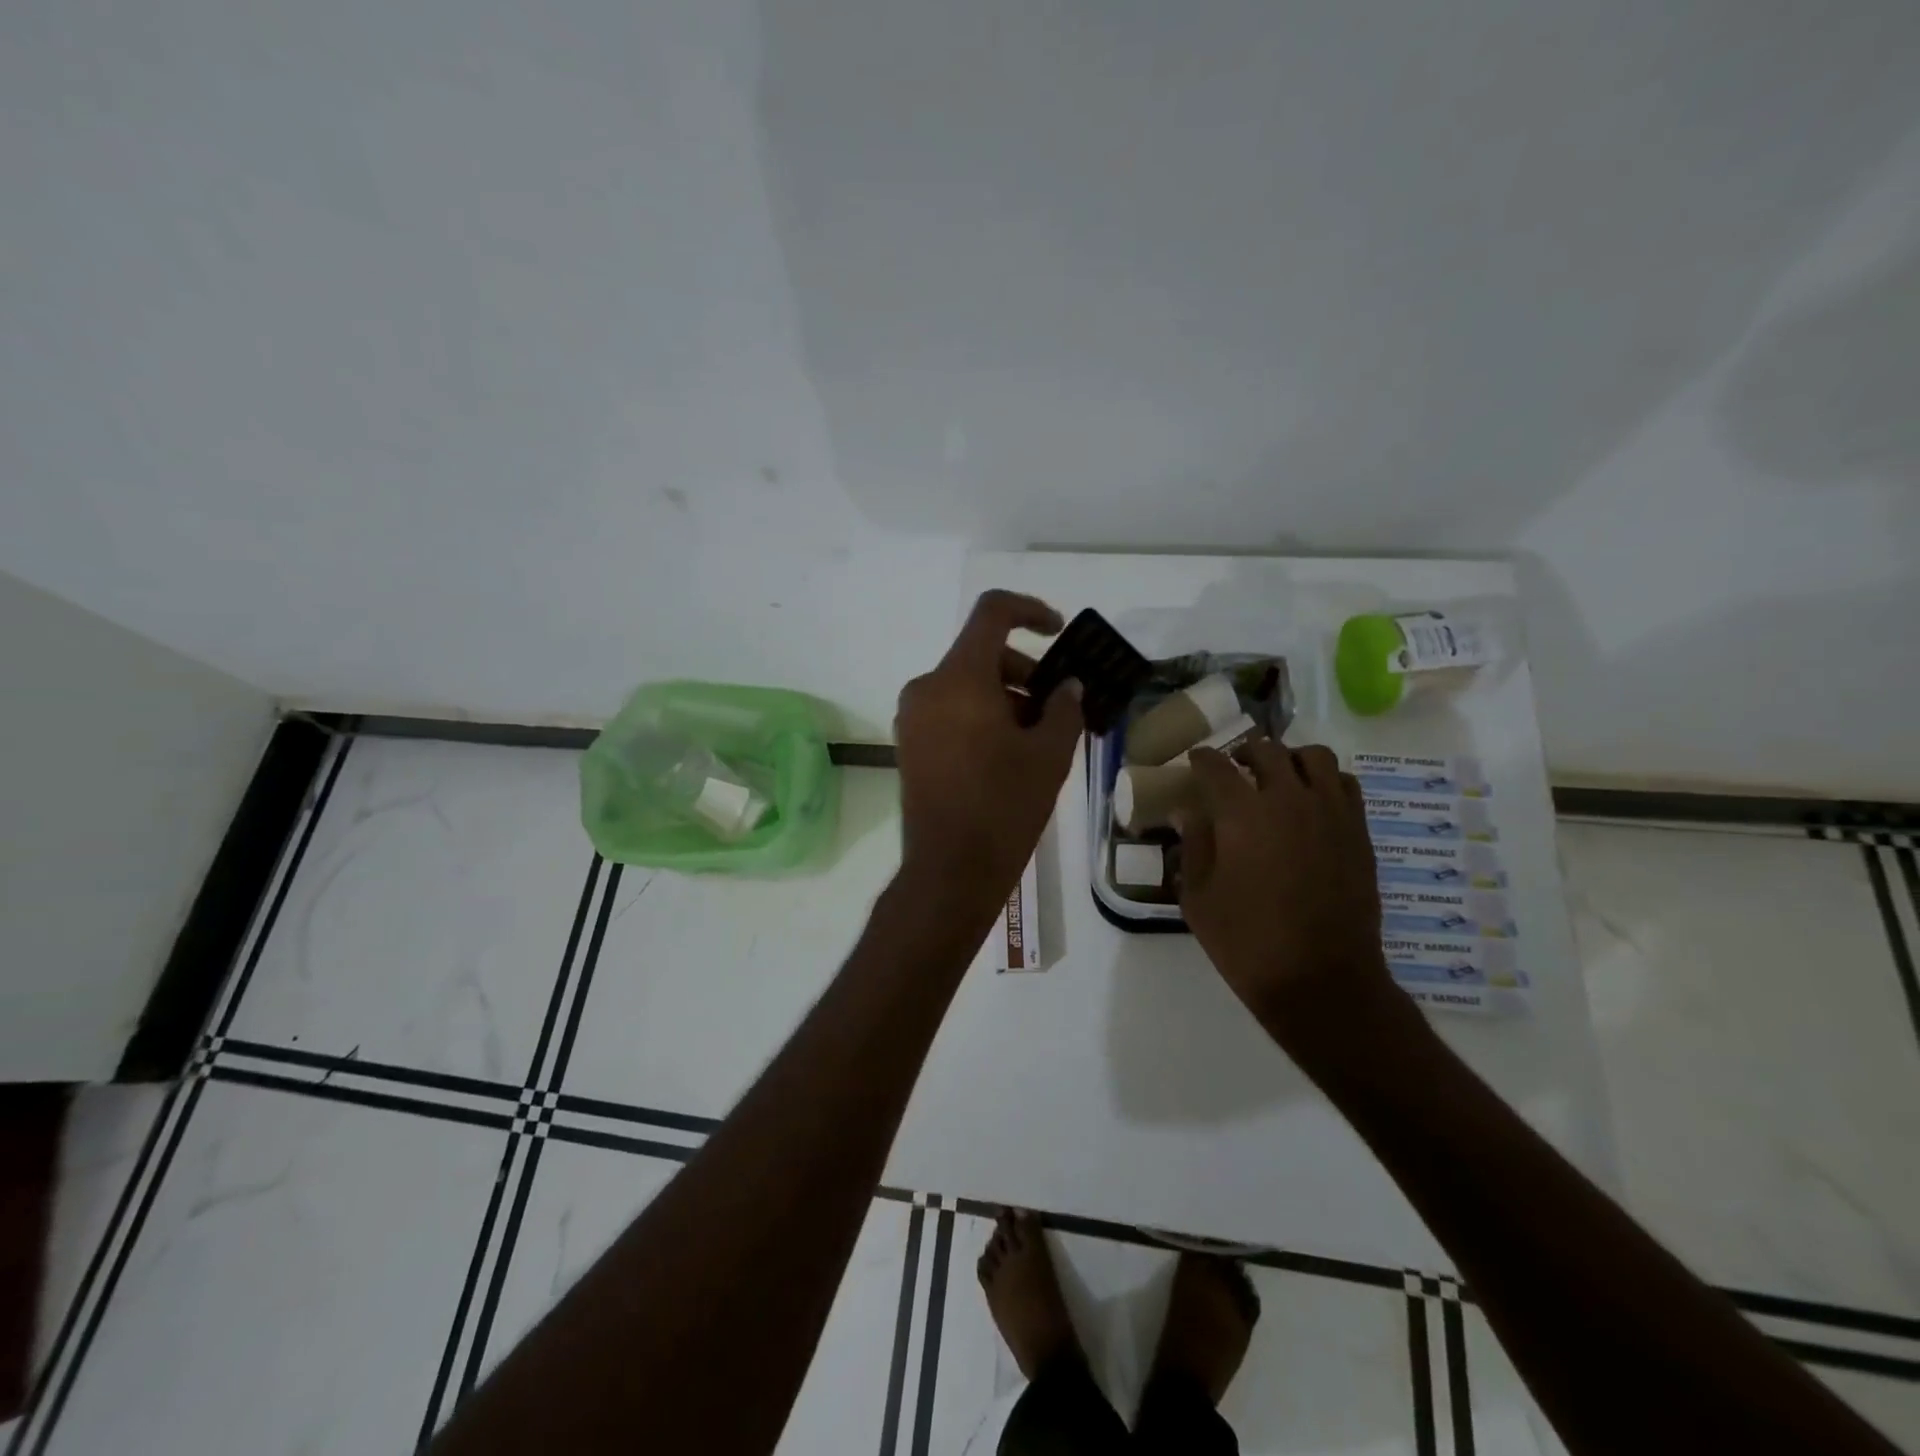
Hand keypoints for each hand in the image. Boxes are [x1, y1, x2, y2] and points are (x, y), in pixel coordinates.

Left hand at [895, 591, 1084, 907]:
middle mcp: (926, 687)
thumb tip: (1066, 686)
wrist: (950, 870)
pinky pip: (948, 710)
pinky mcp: (908, 743)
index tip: (1058, 632)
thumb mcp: (1049, 754)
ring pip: (965, 685)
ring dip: (1004, 697)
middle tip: (1057, 707)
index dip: (1030, 610)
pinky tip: (1006, 753)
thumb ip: (1064, 708)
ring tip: (1037, 738)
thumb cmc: (1005, 806)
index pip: (992, 613)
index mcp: (959, 678)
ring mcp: (912, 717)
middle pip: (980, 654)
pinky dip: (979, 715)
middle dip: (1024, 671)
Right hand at [1178, 742, 1395, 1037]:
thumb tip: (1189, 813)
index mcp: (1241, 814)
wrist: (1321, 981)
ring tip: (1277, 778)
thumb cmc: (1247, 942)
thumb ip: (1193, 846)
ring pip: (1313, 757)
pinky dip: (1324, 781)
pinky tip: (1311, 801)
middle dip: (1243, 753)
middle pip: (1266, 750)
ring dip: (1289, 759)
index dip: (1202, 759)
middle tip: (1233, 768)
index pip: (1216, 766)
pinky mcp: (1358, 831)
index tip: (1195, 761)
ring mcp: (1330, 813)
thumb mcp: (1198, 898)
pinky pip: (1345, 784)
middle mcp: (1288, 800)